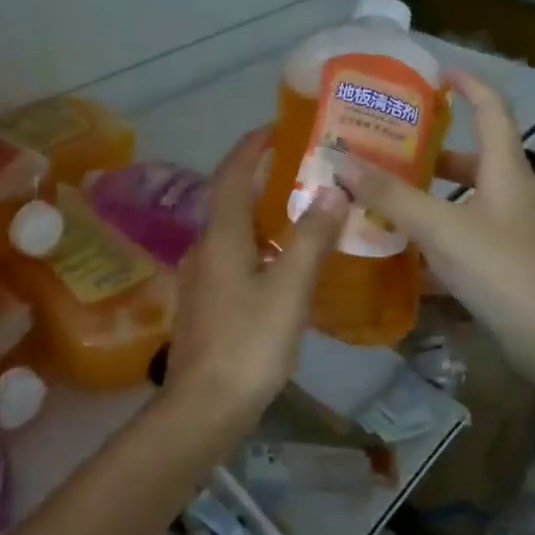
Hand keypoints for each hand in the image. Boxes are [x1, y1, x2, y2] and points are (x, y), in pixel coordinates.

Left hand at [165, 128, 347, 421]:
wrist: (204, 406)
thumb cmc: (248, 343)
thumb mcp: (288, 289)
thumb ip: (310, 239)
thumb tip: (331, 190)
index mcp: (220, 237)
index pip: (231, 175)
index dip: (252, 148)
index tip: (277, 128)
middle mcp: (204, 249)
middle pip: (231, 201)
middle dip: (264, 180)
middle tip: (306, 171)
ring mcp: (202, 279)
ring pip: (234, 233)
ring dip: (264, 216)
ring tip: (305, 213)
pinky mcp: (207, 304)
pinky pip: (235, 259)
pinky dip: (261, 248)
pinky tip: (287, 265)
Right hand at [333, 68, 534, 363]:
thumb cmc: (501, 269)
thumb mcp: (439, 228)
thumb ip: (390, 195)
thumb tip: (342, 161)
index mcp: (506, 171)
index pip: (492, 110)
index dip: (469, 86)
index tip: (438, 74)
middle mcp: (516, 193)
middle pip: (474, 160)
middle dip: (431, 154)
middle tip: (388, 154)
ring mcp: (519, 231)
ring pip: (469, 201)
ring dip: (432, 198)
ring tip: (388, 203)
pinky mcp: (515, 263)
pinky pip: (471, 235)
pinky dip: (442, 236)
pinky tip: (411, 257)